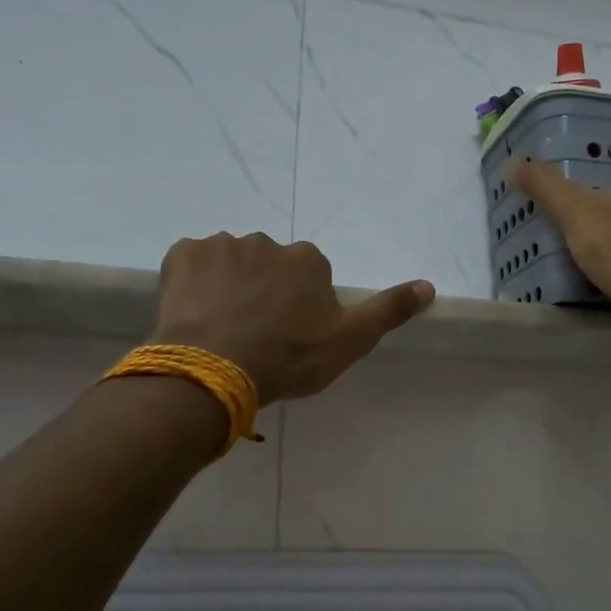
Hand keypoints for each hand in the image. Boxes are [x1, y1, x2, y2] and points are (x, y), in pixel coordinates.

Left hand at [150, 233, 434, 403]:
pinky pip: (190, 264)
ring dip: (227, 287)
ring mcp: (221, 245)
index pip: (307, 274)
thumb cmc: (290, 357)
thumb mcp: (350, 341)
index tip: (289, 334)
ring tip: (221, 328)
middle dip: (262, 290)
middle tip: (254, 333)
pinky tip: (193, 313)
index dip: (298, 305)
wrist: (218, 368)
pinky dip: (192, 283)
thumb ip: (389, 310)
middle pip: (267, 265)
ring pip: (228, 264)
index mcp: (307, 259)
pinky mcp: (182, 254)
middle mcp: (266, 242)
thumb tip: (429, 285)